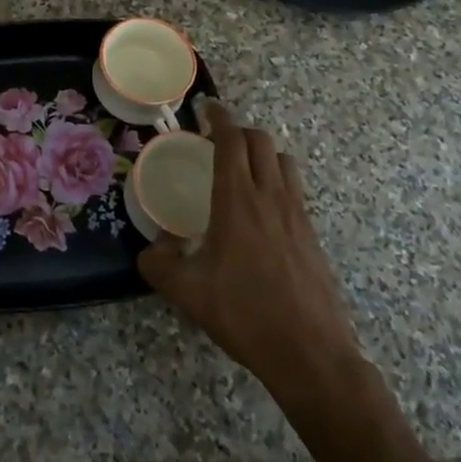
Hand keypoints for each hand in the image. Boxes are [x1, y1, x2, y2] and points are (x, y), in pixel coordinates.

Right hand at [139, 100, 361, 398]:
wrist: (310, 352)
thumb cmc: (245, 314)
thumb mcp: (188, 293)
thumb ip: (159, 265)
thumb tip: (148, 250)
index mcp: (237, 200)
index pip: (231, 140)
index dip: (219, 118)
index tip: (206, 108)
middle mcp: (270, 196)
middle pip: (260, 141)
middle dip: (238, 131)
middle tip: (217, 140)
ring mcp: (296, 214)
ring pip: (283, 161)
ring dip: (262, 153)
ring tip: (243, 168)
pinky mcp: (312, 234)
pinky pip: (295, 188)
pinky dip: (278, 179)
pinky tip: (263, 209)